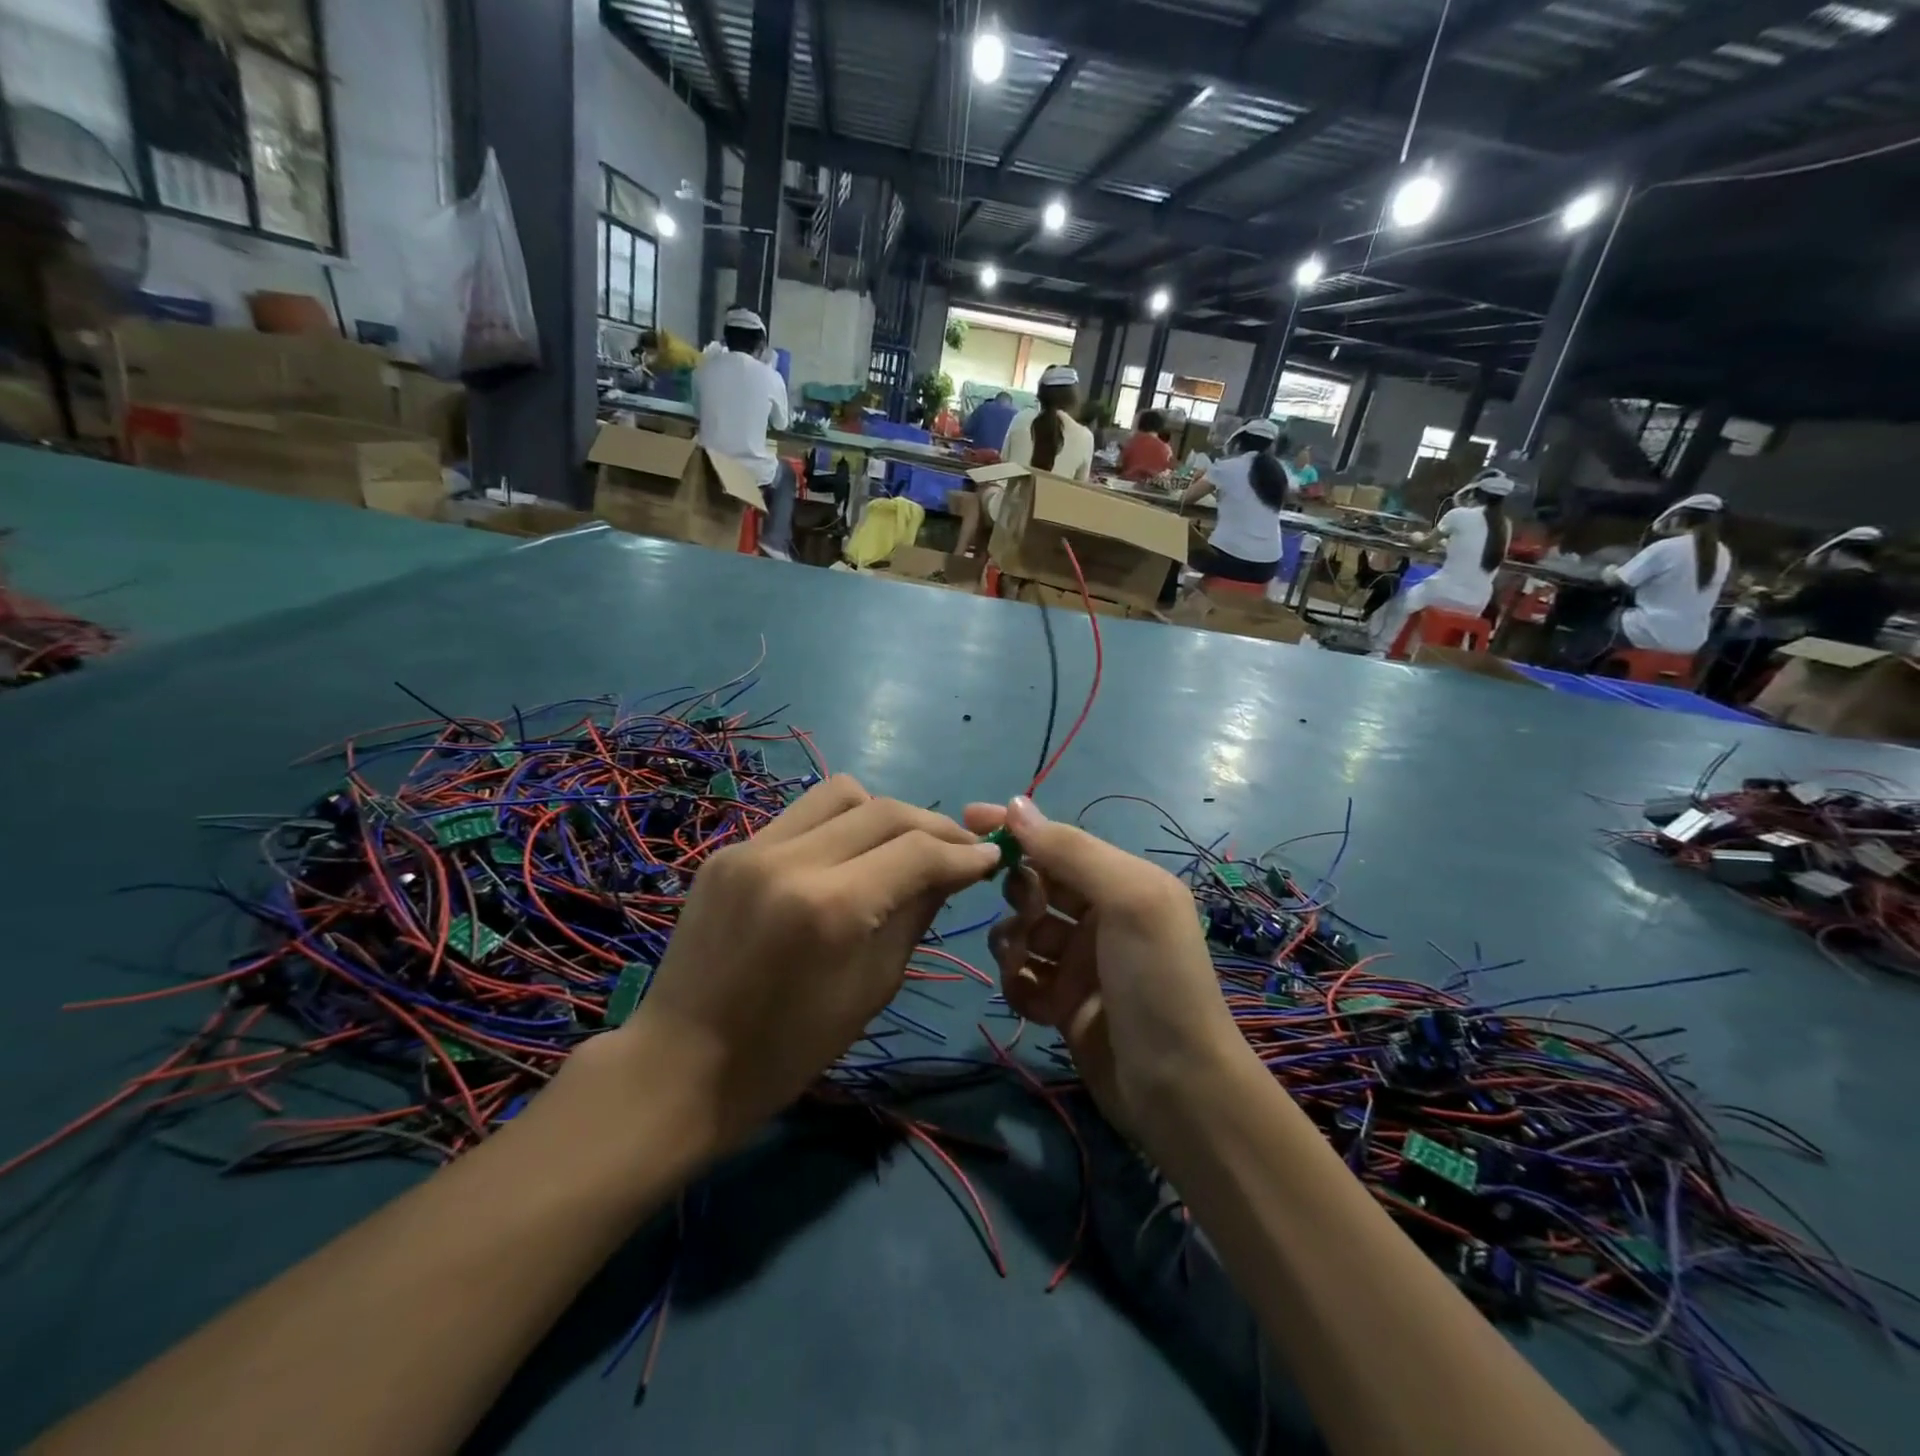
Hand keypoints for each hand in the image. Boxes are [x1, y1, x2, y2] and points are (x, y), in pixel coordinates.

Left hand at [623, 777, 999, 1149]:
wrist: (680, 1067)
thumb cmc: (787, 1050)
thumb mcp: (871, 988)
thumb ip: (915, 915)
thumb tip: (952, 870)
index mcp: (832, 909)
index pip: (917, 852)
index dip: (962, 853)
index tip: (991, 856)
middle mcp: (792, 861)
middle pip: (884, 809)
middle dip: (933, 826)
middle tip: (957, 849)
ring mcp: (752, 848)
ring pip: (840, 792)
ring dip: (883, 813)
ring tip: (898, 846)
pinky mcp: (728, 851)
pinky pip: (800, 817)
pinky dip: (837, 828)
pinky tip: (845, 859)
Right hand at [962, 797, 1249, 1141]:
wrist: (1178, 1090)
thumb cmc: (1156, 980)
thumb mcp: (1125, 900)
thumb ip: (1070, 851)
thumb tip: (1016, 804)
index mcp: (1121, 882)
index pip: (1058, 842)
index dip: (1017, 829)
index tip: (968, 818)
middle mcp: (1100, 916)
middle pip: (1036, 886)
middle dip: (1019, 895)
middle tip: (1027, 917)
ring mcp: (1080, 963)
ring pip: (1022, 933)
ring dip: (1013, 943)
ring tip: (1024, 966)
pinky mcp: (1064, 1004)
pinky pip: (1022, 978)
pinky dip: (1018, 984)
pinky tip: (1032, 1001)